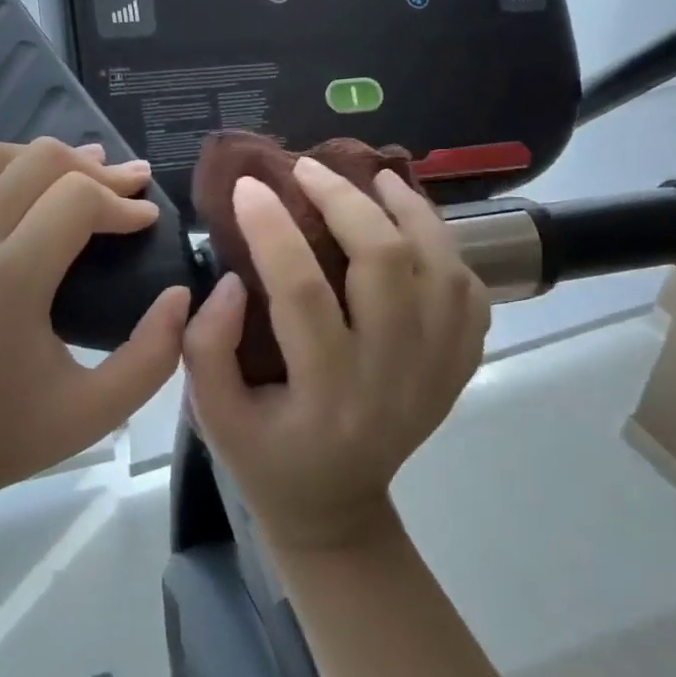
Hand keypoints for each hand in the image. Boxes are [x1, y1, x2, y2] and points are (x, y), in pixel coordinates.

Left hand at [0, 138, 191, 512]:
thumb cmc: (14, 434)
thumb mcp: (101, 409)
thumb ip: (157, 351)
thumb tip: (181, 291)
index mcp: (8, 285)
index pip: (75, 199)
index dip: (121, 202)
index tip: (146, 222)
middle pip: (36, 162)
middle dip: (94, 170)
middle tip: (127, 188)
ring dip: (41, 158)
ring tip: (78, 175)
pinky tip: (6, 178)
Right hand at [183, 158, 489, 553]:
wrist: (336, 508)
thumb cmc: (266, 457)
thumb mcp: (211, 416)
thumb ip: (207, 346)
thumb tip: (235, 279)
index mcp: (325, 393)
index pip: (302, 292)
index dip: (272, 229)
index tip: (247, 186)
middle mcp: (392, 377)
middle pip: (385, 264)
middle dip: (344, 200)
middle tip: (307, 168)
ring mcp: (436, 371)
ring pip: (440, 269)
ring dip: (408, 212)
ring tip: (373, 176)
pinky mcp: (456, 368)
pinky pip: (468, 293)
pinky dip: (444, 247)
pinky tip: (412, 225)